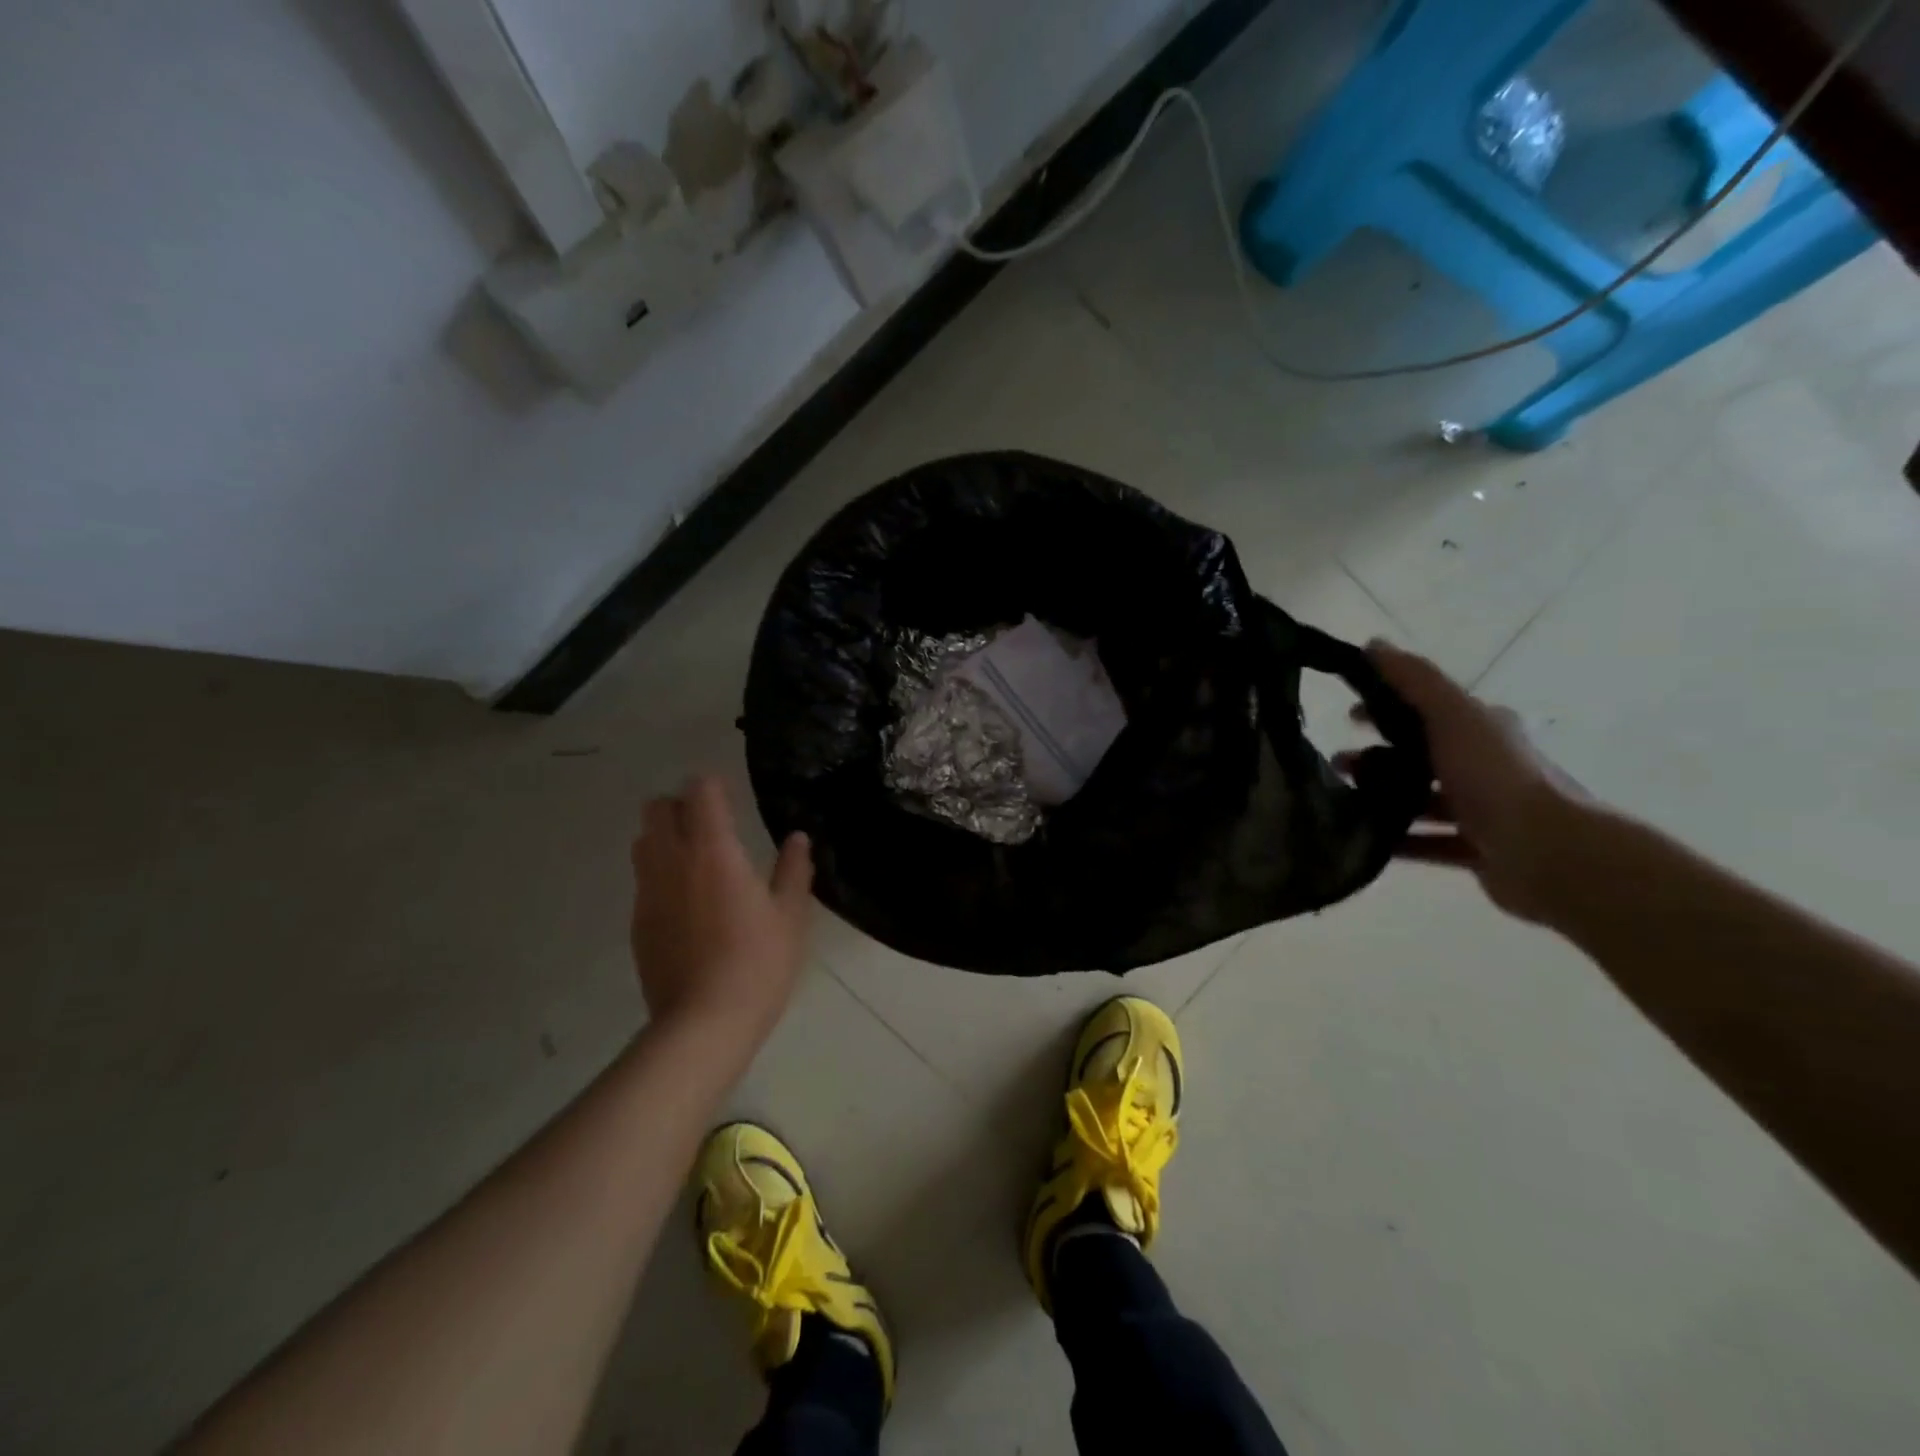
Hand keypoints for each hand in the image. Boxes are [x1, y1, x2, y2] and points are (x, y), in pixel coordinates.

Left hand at [629, 776, 812, 1040]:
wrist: (703, 1023)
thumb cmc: (757, 963)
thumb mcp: (790, 916)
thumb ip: (793, 869)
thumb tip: (797, 838)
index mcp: (713, 851)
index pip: (700, 792)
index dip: (713, 787)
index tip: (730, 797)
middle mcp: (672, 861)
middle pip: (657, 808)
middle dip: (680, 806)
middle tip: (710, 825)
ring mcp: (648, 892)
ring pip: (643, 842)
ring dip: (664, 837)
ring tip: (695, 860)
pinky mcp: (637, 922)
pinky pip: (643, 880)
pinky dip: (660, 875)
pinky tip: (686, 904)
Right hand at [1338, 641, 1588, 922]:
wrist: (1547, 852)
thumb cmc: (1495, 776)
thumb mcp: (1451, 715)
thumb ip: (1414, 680)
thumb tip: (1374, 644)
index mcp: (1483, 729)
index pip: (1428, 709)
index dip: (1387, 707)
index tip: (1348, 716)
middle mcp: (1486, 765)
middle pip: (1421, 755)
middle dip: (1377, 756)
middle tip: (1336, 763)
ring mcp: (1484, 810)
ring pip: (1422, 799)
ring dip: (1383, 796)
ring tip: (1342, 801)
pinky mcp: (1478, 849)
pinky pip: (1428, 842)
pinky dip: (1398, 839)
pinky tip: (1365, 841)